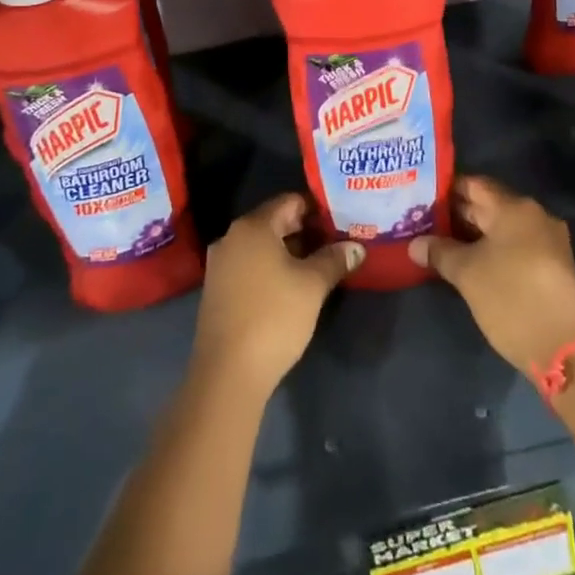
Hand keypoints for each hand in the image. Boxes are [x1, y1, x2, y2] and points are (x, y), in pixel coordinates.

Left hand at [191, 194, 361, 398]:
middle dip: (306, 231)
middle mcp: (231, 237)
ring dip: (290, 252)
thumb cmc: (274, 317)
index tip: (341, 222)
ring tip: (321, 266)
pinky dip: (272, 269)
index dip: (318, 209)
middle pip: (275, 222)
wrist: (228, 373)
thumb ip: (334, 259)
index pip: (290, 201)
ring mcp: (221, 265)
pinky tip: (293, 287)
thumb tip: (356, 247)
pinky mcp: (218, 290)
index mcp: (252, 227)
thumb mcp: (312, 285)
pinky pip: (250, 266)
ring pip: (263, 246)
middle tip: (337, 244)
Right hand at [411, 176, 574, 374]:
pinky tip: (470, 262)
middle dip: (457, 213)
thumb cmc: (510, 298)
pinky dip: (492, 249)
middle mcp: (535, 215)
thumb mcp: (466, 273)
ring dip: (474, 234)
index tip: (422, 197)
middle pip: (489, 205)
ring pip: (502, 228)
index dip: (447, 189)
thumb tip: (414, 244)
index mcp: (515, 208)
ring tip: (440, 242)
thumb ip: (439, 252)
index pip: (474, 185)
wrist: (563, 350)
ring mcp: (548, 241)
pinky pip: (515, 245)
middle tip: (423, 221)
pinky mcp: (552, 265)